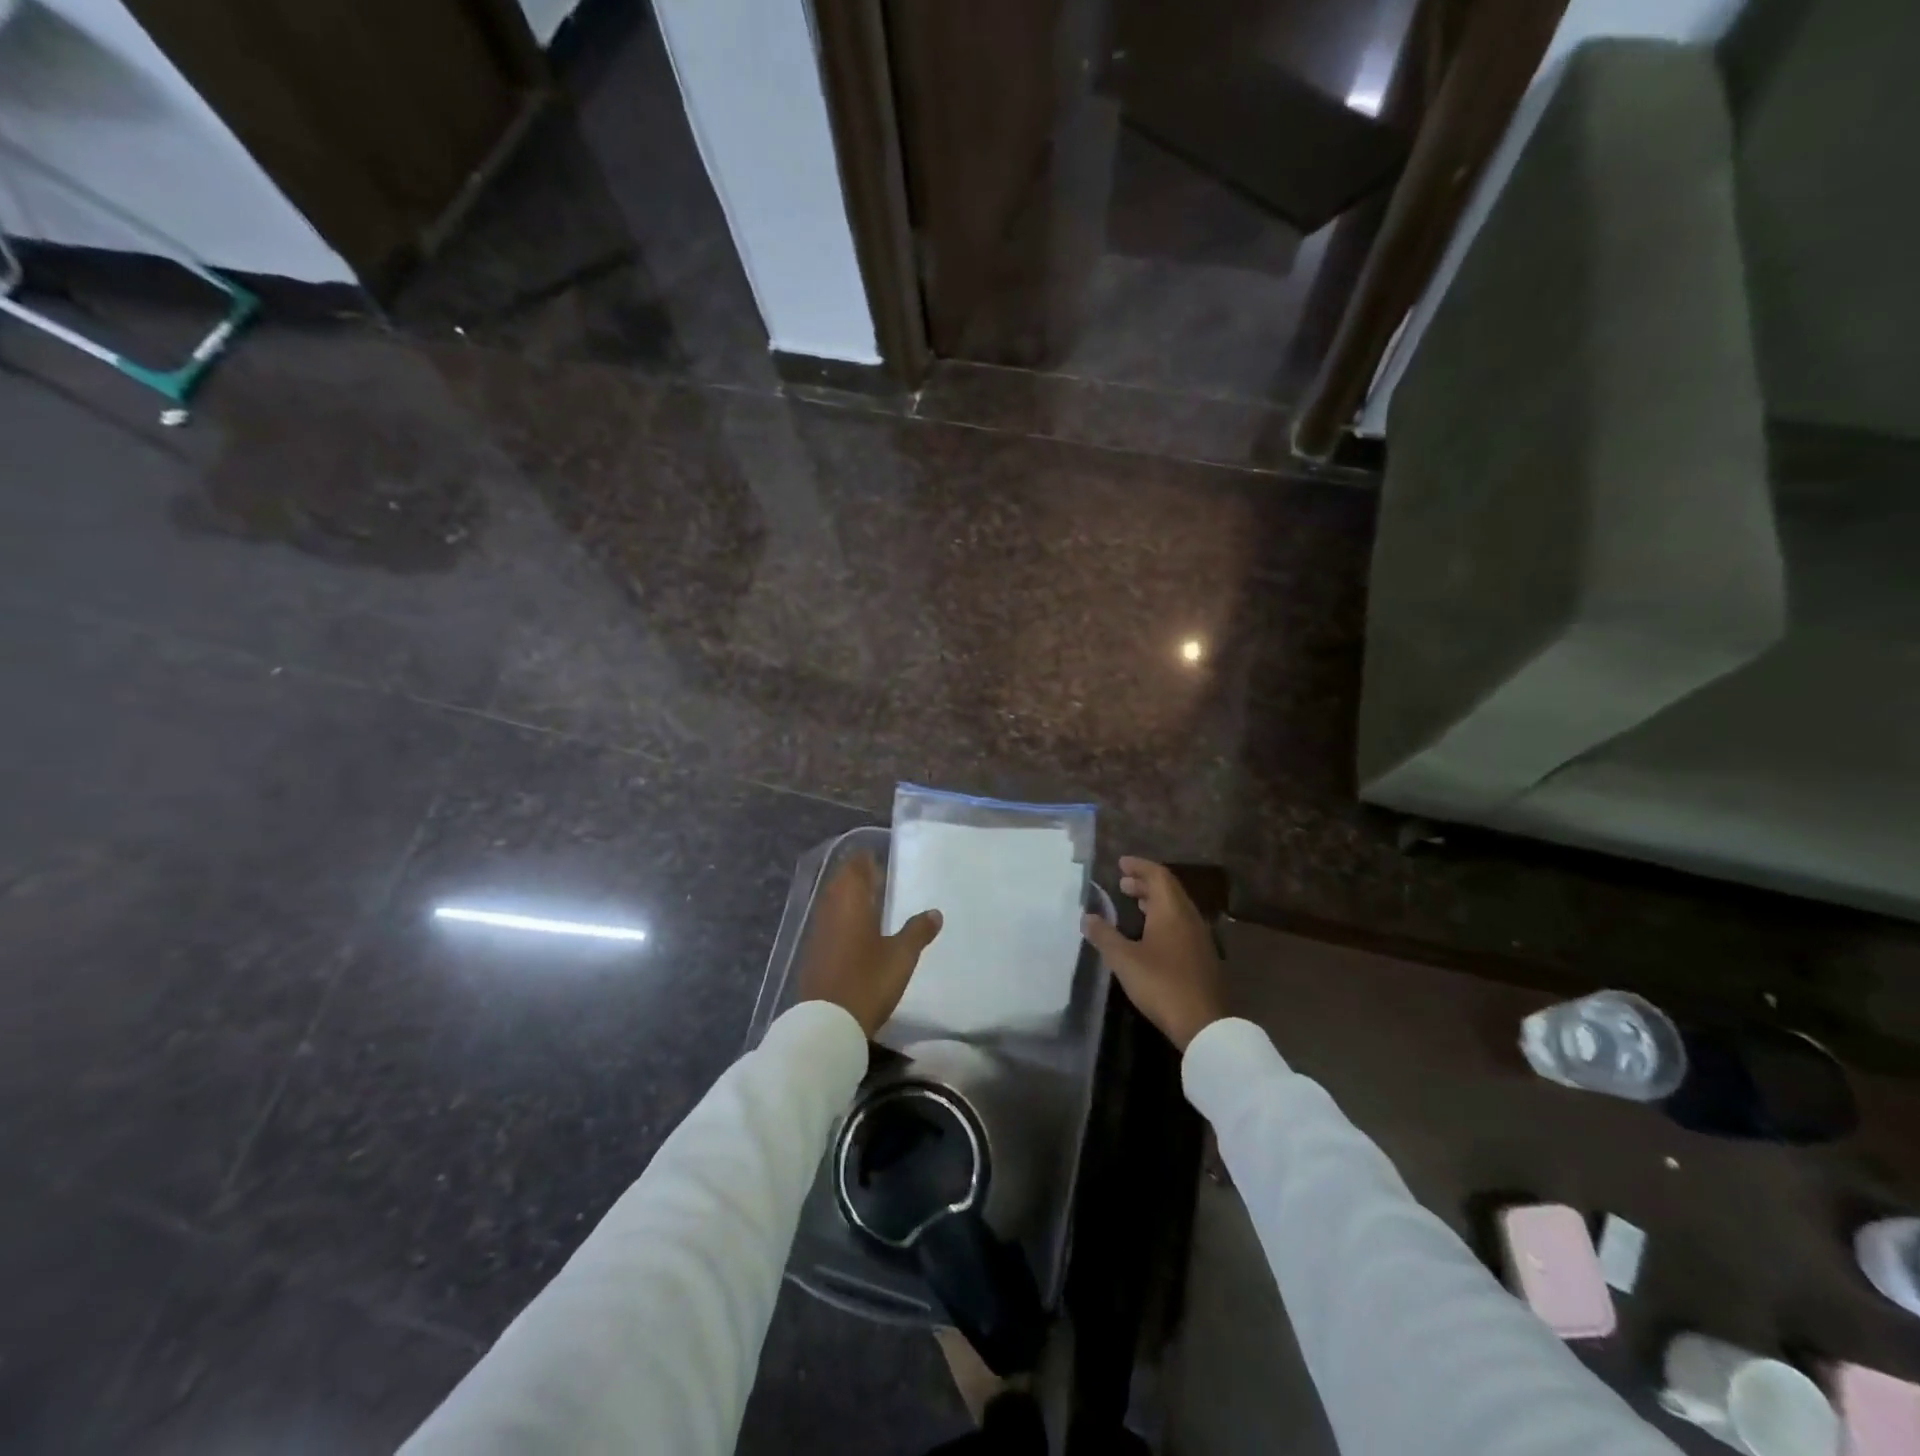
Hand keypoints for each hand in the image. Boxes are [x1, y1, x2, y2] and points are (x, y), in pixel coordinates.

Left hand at [797, 852, 942, 1037]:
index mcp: (851, 902)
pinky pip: (829, 921)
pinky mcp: (814, 952)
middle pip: (841, 882)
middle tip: (879, 877)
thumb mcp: (901, 956)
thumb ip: (918, 931)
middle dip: (857, 876)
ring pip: (834, 902)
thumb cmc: (868, 981)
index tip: (880, 857)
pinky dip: (843, 917)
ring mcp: (819, 931)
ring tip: (872, 900)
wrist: (827, 1022)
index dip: (866, 860)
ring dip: (849, 896)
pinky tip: (858, 930)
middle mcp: (831, 909)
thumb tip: (935, 912)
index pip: (855, 867)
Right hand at [1081, 857, 1224, 1051]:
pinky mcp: (1203, 956)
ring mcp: (1200, 938)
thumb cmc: (1162, 984)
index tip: (1121, 863)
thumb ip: (1104, 936)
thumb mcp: (1124, 960)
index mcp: (1171, 911)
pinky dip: (1164, 918)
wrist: (1205, 1023)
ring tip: (1134, 904)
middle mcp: (1189, 917)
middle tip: (1123, 884)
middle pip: (1169, 890)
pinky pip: (1182, 924)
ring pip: (1177, 908)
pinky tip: (1151, 934)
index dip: (1139, 866)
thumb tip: (1087, 917)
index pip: (1158, 875)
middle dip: (1145, 883)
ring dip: (1155, 901)